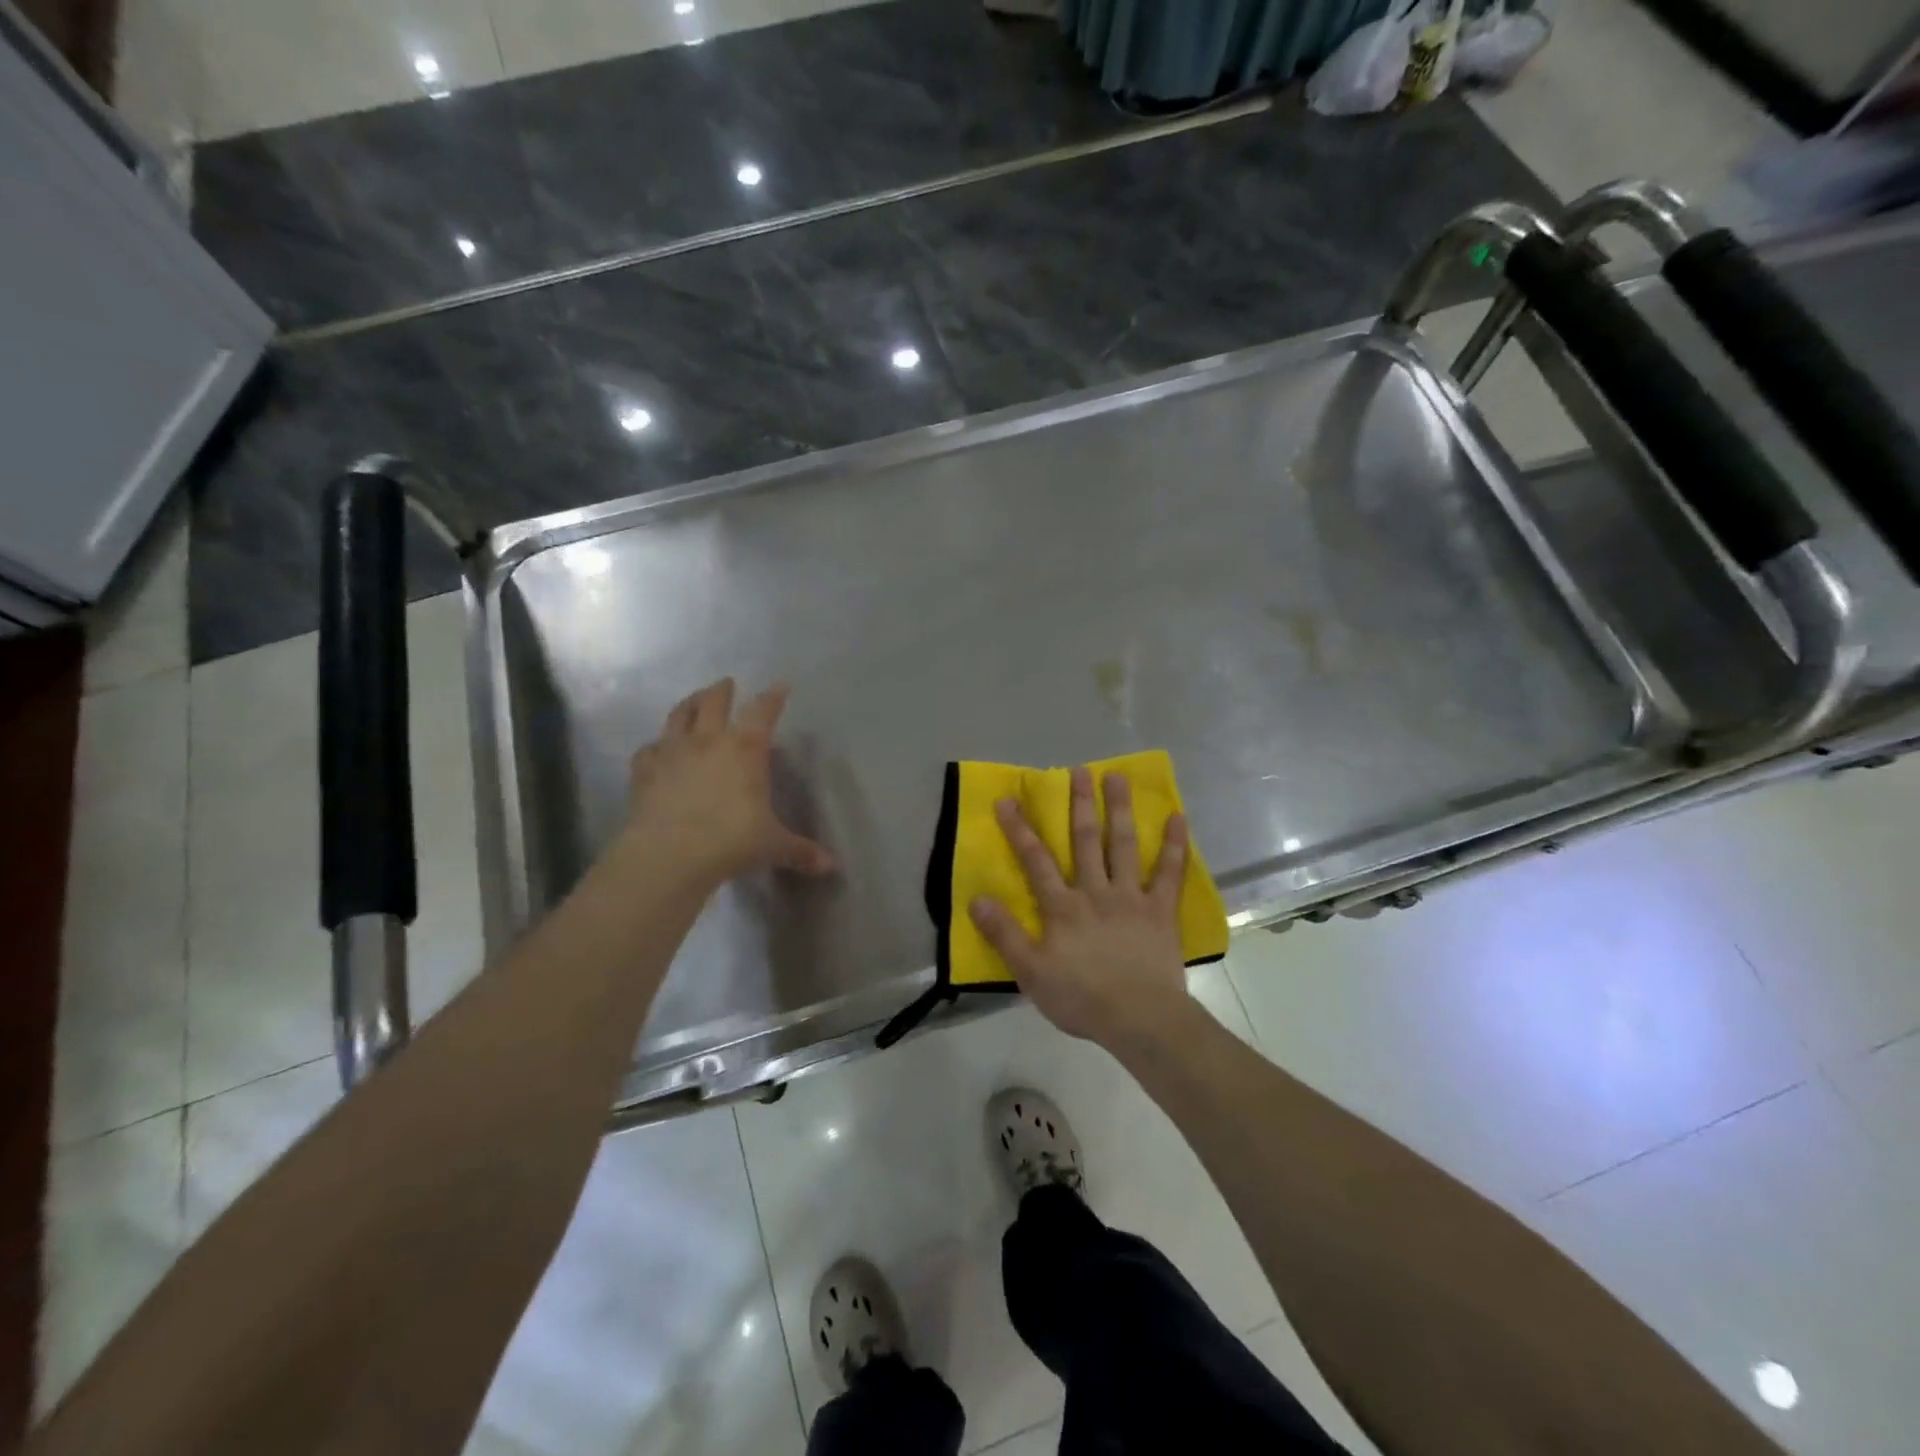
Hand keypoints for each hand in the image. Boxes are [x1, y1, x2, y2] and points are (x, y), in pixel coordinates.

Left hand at [623, 679, 834, 886]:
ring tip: (693, 699)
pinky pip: (648, 750)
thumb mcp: (772, 846)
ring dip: (688, 704)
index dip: (773, 697)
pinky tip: (657, 749)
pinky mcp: (645, 772)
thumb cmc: (730, 842)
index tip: (780, 686)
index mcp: (745, 749)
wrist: (669, 856)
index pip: (762, 711)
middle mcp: (708, 741)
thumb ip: (800, 851)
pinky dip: (655, 746)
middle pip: (714, 702)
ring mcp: (672, 753)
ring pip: (679, 716)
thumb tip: (831, 866)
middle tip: (726, 683)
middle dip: (722, 690)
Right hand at [968, 766, 1192, 1049]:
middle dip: (1080, 804)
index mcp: (1063, 907)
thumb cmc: (1081, 998)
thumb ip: (1004, 935)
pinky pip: (1169, 873)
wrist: (1140, 1020)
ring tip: (1118, 777)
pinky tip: (1178, 818)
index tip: (1008, 799)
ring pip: (1124, 846)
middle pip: (1085, 841)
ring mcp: (1131, 898)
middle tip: (1079, 769)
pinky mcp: (1161, 911)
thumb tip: (976, 899)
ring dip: (1120, 810)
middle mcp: (1096, 891)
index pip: (1036, 861)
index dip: (1020, 829)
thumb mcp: (1030, 973)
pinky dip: (1174, 845)